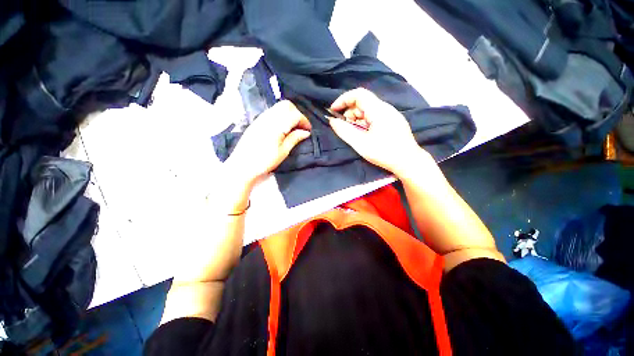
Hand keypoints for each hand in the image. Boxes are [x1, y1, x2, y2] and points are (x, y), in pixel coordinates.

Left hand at [225, 100, 311, 187]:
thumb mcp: (283, 152)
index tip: (308, 130)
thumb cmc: (264, 161)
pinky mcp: (257, 121)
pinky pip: (272, 111)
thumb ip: (295, 138)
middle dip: (297, 113)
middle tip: (301, 127)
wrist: (242, 165)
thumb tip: (306, 132)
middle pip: (287, 105)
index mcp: (276, 125)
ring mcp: (261, 118)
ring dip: (289, 113)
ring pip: (279, 107)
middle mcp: (269, 117)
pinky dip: (281, 115)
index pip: (295, 114)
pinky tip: (282, 127)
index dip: (304, 121)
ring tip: (293, 128)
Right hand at [329, 88, 431, 175]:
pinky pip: (375, 118)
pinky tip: (364, 136)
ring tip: (354, 135)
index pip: (358, 94)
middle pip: (363, 103)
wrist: (409, 162)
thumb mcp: (360, 143)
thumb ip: (344, 131)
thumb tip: (332, 121)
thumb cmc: (384, 152)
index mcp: (378, 110)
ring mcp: (390, 115)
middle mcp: (385, 108)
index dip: (343, 100)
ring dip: (357, 120)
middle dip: (350, 113)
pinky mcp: (393, 122)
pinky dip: (365, 124)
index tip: (333, 110)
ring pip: (368, 111)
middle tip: (344, 128)